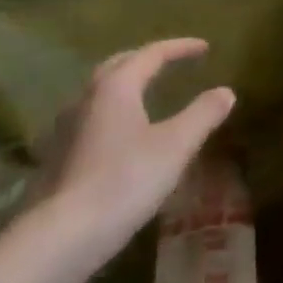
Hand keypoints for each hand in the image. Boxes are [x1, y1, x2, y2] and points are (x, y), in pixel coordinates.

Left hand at [34, 39, 234, 241]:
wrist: (62, 235)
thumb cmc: (125, 180)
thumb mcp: (176, 146)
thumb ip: (203, 114)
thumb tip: (226, 92)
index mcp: (116, 87)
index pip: (151, 54)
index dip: (180, 48)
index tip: (205, 48)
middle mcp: (86, 98)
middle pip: (118, 65)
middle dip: (146, 59)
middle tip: (170, 62)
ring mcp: (65, 128)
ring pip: (99, 92)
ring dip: (125, 84)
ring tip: (146, 94)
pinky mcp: (56, 156)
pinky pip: (89, 118)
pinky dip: (111, 112)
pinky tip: (119, 134)